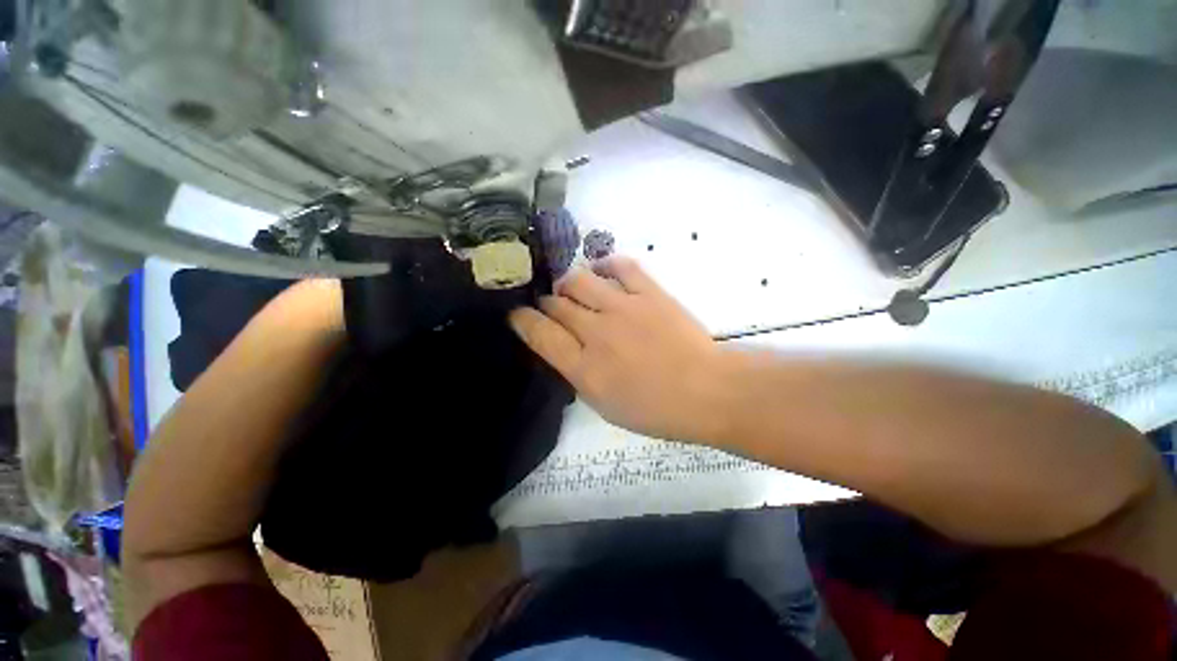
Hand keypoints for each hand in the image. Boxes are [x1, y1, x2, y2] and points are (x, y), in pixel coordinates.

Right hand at [509, 257, 731, 442]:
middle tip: (554, 306)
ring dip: (570, 283)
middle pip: (556, 303)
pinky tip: (604, 272)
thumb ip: (578, 373)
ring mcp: (623, 308)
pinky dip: (607, 265)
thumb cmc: (656, 409)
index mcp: (584, 368)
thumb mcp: (605, 405)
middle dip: (548, 302)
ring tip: (576, 289)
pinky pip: (620, 266)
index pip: (539, 333)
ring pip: (579, 279)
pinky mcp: (649, 293)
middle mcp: (596, 332)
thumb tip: (564, 346)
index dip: (522, 320)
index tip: (517, 314)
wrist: (707, 391)